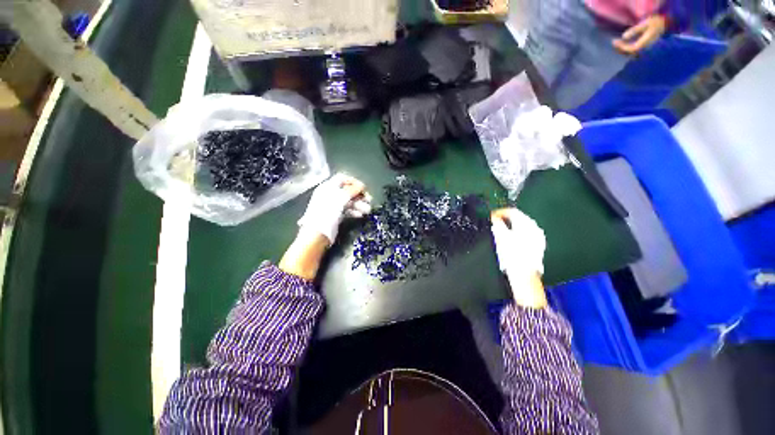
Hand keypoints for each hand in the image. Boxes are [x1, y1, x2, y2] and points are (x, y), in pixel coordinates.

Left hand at [297, 173, 371, 243]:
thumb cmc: (327, 213)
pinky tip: (360, 215)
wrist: (317, 235)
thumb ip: (352, 190)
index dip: (354, 182)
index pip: (342, 179)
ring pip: (349, 202)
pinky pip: (347, 211)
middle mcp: (330, 195)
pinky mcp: (336, 216)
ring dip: (359, 205)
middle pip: (347, 191)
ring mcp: (333, 206)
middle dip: (359, 195)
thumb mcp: (340, 199)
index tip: (364, 188)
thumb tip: (361, 185)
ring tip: (367, 210)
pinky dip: (354, 212)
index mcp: (328, 187)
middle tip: (369, 200)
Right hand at [491, 208, 547, 307]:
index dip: (500, 212)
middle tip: (495, 222)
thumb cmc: (511, 255)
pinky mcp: (539, 245)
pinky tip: (512, 239)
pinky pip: (528, 234)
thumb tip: (494, 218)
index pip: (512, 211)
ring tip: (502, 231)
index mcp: (525, 224)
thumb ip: (497, 224)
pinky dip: (519, 233)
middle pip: (519, 217)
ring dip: (512, 226)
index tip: (492, 215)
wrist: (524, 274)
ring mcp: (538, 236)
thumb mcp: (500, 237)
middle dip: (506, 218)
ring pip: (524, 226)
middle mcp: (534, 228)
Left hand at [613, 15, 666, 55]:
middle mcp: (646, 49)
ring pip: (632, 54)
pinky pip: (635, 53)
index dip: (622, 47)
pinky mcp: (647, 50)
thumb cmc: (656, 23)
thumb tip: (623, 36)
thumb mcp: (645, 24)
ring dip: (623, 50)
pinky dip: (628, 50)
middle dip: (621, 49)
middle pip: (630, 53)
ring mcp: (647, 50)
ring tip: (618, 44)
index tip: (614, 42)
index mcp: (646, 43)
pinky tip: (624, 45)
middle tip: (614, 43)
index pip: (631, 49)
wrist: (668, 25)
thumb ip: (634, 30)